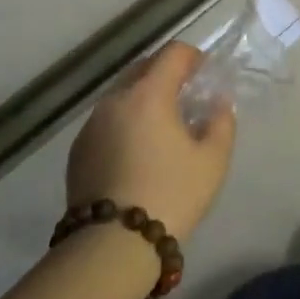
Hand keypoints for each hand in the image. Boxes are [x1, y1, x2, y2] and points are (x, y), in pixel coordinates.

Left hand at [66, 42, 234, 242]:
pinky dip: (124, 122)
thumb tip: (218, 104)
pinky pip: (106, 120)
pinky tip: (136, 152)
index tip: (205, 74)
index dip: (193, 57)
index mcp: (148, 94)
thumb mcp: (212, 161)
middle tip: (186, 97)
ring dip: (142, 98)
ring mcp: (91, 124)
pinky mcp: (78, 150)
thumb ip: (221, 123)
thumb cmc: (171, 195)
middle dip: (166, 73)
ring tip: (161, 127)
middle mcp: (115, 99)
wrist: (112, 245)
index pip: (172, 53)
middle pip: (143, 68)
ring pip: (121, 94)